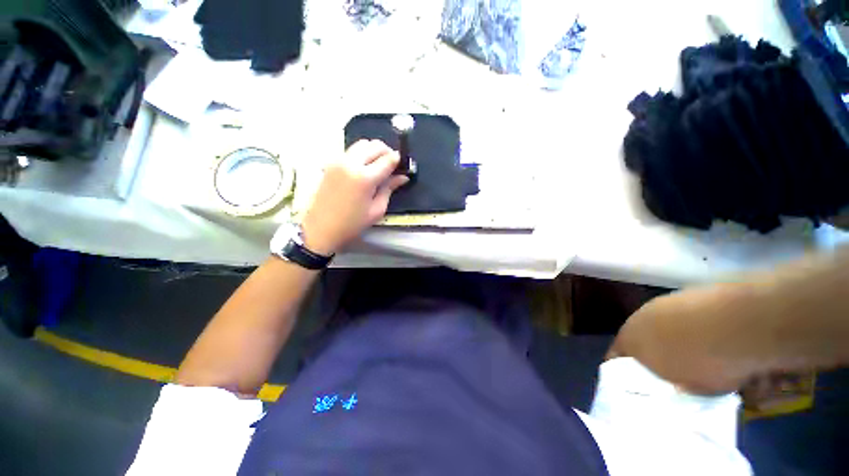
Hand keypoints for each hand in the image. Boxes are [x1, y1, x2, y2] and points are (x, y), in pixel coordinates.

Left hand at [301, 140, 408, 255]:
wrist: (321, 228)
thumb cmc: (352, 223)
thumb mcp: (377, 209)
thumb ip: (389, 189)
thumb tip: (403, 177)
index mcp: (364, 177)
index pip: (387, 159)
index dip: (398, 161)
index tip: (402, 166)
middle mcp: (351, 163)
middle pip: (375, 145)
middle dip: (387, 152)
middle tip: (392, 165)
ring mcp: (338, 160)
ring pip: (362, 143)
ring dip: (374, 150)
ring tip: (378, 166)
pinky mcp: (331, 163)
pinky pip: (351, 150)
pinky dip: (362, 154)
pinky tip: (364, 168)